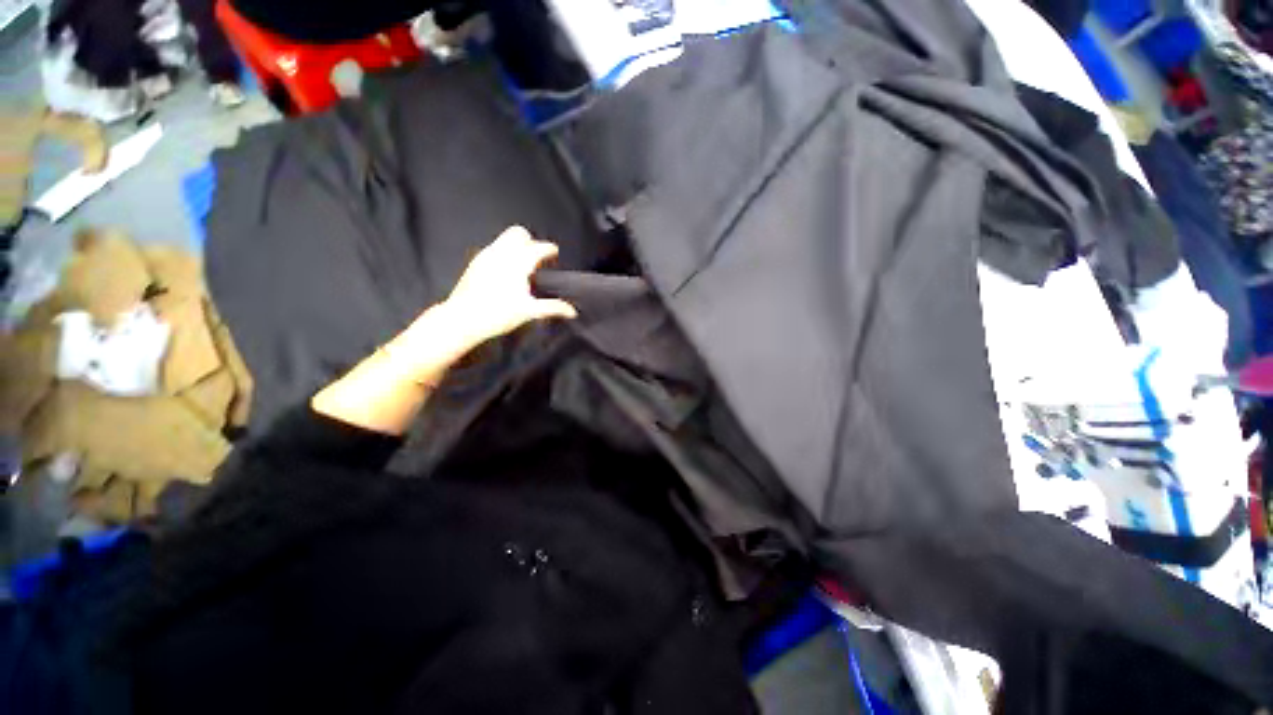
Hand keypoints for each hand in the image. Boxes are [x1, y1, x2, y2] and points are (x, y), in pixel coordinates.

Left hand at [438, 226, 577, 351]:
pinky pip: (494, 248)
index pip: (538, 247)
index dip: (549, 249)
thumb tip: (572, 311)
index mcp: (517, 263)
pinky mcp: (475, 263)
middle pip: (518, 233)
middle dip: (530, 241)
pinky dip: (504, 253)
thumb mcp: (529, 311)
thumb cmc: (498, 314)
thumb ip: (552, 307)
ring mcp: (486, 256)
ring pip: (504, 239)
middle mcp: (501, 254)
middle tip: (536, 257)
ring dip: (516, 246)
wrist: (462, 319)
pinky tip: (505, 272)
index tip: (554, 252)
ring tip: (523, 265)